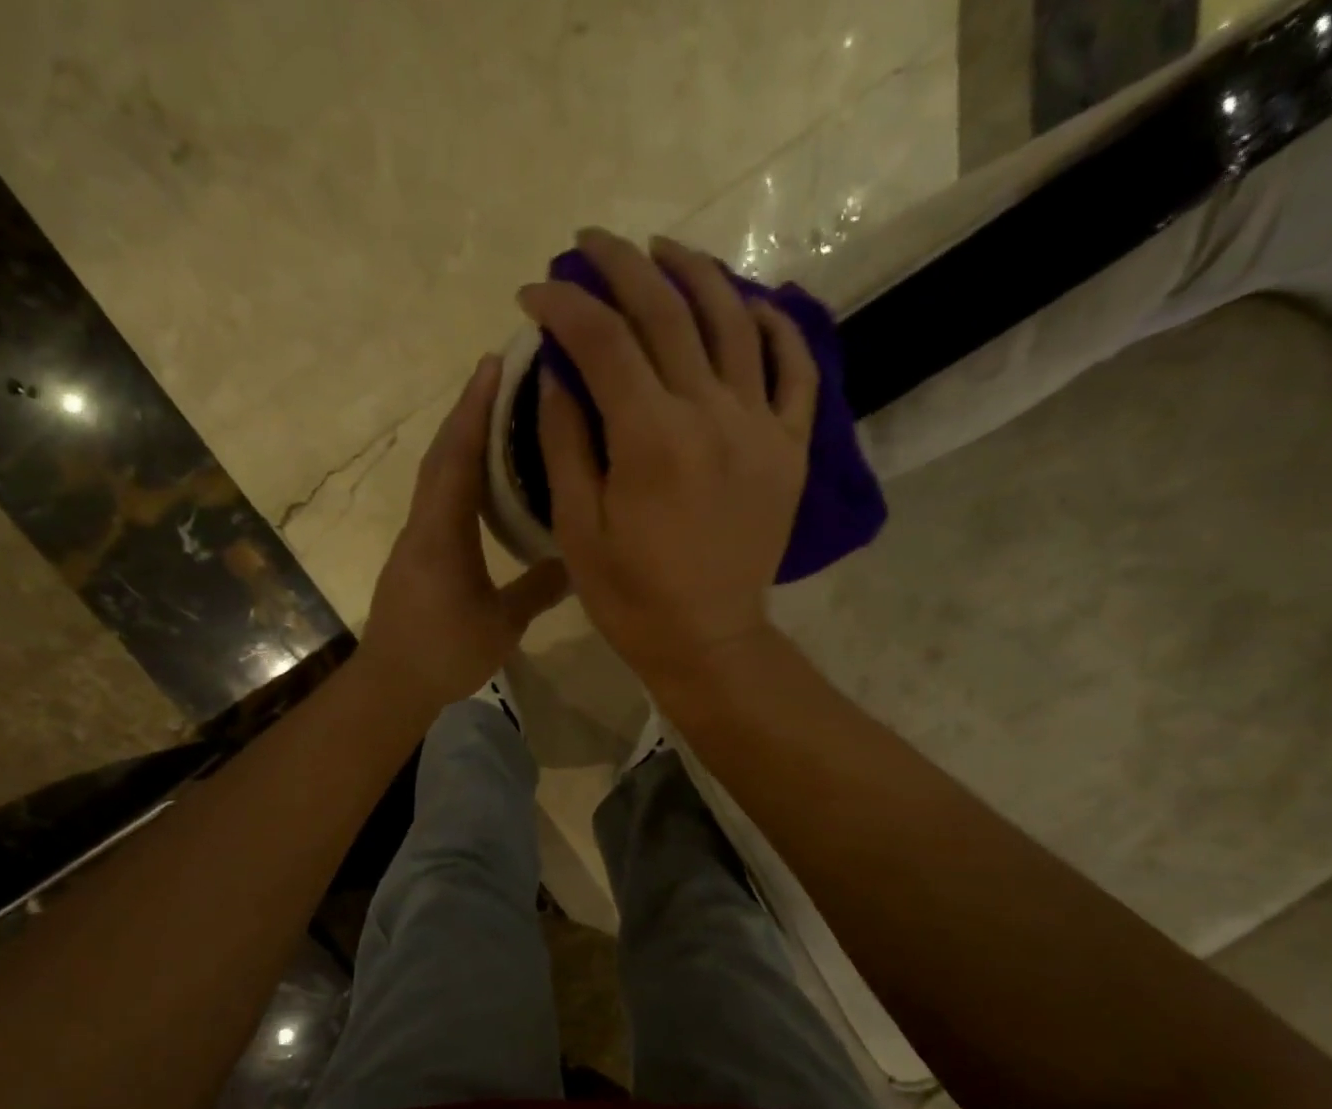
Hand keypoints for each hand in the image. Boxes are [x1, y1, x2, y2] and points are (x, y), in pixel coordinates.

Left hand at [360, 355, 569, 709]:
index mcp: (443, 533)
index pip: (458, 457)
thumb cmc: (446, 653)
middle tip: (503, 374)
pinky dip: (459, 472)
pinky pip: (439, 498)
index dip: (475, 408)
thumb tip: (579, 561)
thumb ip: (539, 589)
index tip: (495, 363)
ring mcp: (417, 538)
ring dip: (462, 437)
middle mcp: (424, 523)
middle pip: (443, 453)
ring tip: (498, 413)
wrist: (392, 683)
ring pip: (438, 474)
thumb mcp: (503, 624)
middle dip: (469, 410)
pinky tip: (484, 477)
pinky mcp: (418, 554)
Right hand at [518, 229, 817, 695]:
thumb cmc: (632, 598)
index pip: (603, 339)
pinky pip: (796, 369)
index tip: (535, 292)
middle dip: (621, 264)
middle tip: (589, 244)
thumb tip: (559, 369)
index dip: (564, 304)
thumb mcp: (577, 530)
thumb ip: (565, 442)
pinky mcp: (790, 448)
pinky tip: (751, 304)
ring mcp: (761, 427)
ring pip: (734, 320)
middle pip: (667, 311)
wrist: (708, 640)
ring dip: (695, 272)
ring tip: (662, 251)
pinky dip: (777, 326)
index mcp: (651, 439)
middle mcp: (712, 415)